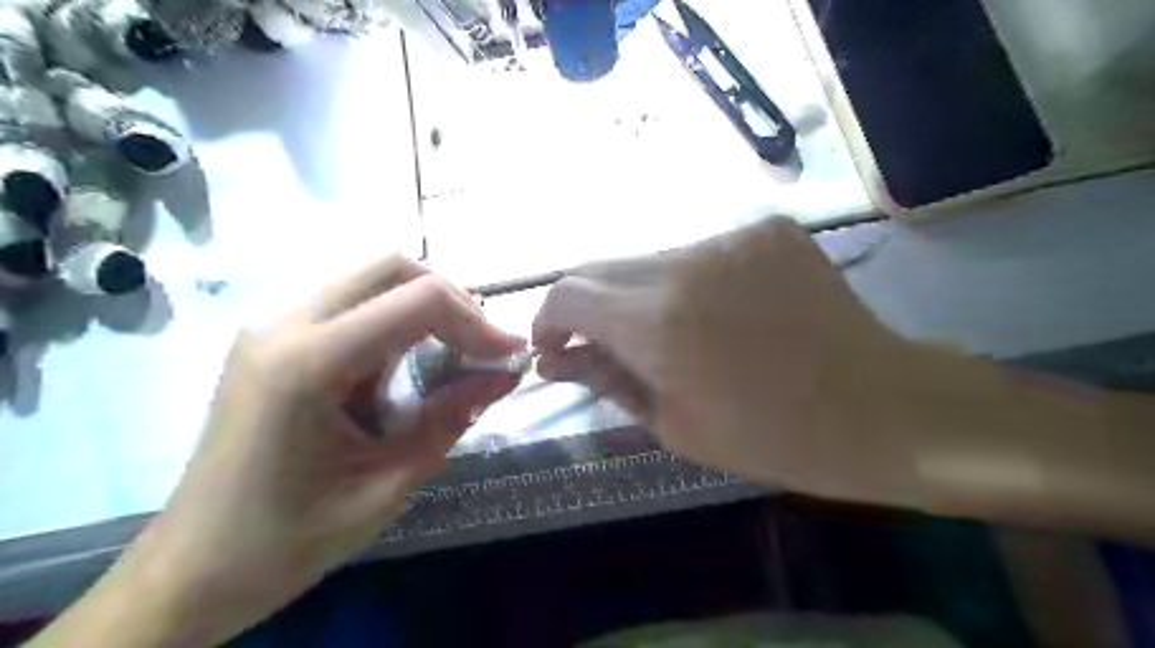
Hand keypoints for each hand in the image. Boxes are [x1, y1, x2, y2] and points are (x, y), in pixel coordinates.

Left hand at [70, 255, 521, 646]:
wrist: (193, 569)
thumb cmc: (289, 539)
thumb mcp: (389, 484)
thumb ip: (451, 419)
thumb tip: (506, 376)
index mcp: (309, 361)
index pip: (417, 300)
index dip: (476, 322)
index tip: (508, 355)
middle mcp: (285, 324)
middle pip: (391, 268)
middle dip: (451, 301)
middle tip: (480, 346)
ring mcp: (273, 327)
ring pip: (371, 281)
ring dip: (422, 309)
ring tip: (452, 355)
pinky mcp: (274, 340)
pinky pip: (350, 307)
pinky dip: (394, 323)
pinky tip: (405, 367)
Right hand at [533, 218, 922, 499]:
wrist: (878, 407)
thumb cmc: (771, 437)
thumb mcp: (673, 424)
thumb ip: (605, 379)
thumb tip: (554, 361)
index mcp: (657, 320)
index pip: (567, 292)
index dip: (549, 319)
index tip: (555, 348)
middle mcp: (685, 261)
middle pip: (601, 267)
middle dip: (586, 306)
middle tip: (600, 345)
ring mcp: (730, 236)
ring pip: (650, 260)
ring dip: (638, 295)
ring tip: (668, 335)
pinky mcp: (765, 229)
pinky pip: (699, 253)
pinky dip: (687, 282)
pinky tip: (717, 315)